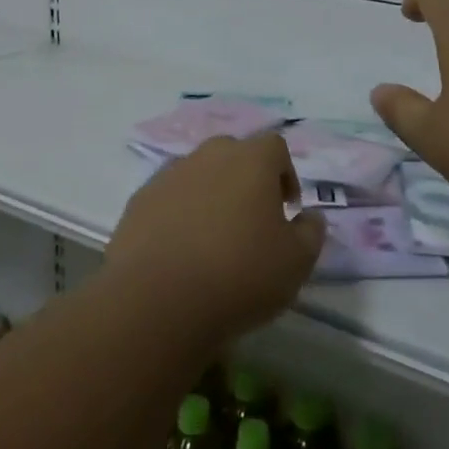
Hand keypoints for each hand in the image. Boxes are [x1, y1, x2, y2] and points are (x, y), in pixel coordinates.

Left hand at [104, 133, 324, 347]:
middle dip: (246, 180)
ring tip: (213, 240)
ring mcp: (169, 176)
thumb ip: (311, 232)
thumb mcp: (296, 262)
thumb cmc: (240, 275)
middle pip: (234, 155)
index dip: (285, 174)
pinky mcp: (138, 202)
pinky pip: (168, 199)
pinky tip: (180, 251)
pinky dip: (178, 215)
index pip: (275, 146)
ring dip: (211, 196)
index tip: (286, 209)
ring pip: (198, 175)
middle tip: (251, 221)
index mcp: (251, 159)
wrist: (158, 301)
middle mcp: (209, 155)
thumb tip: (309, 217)